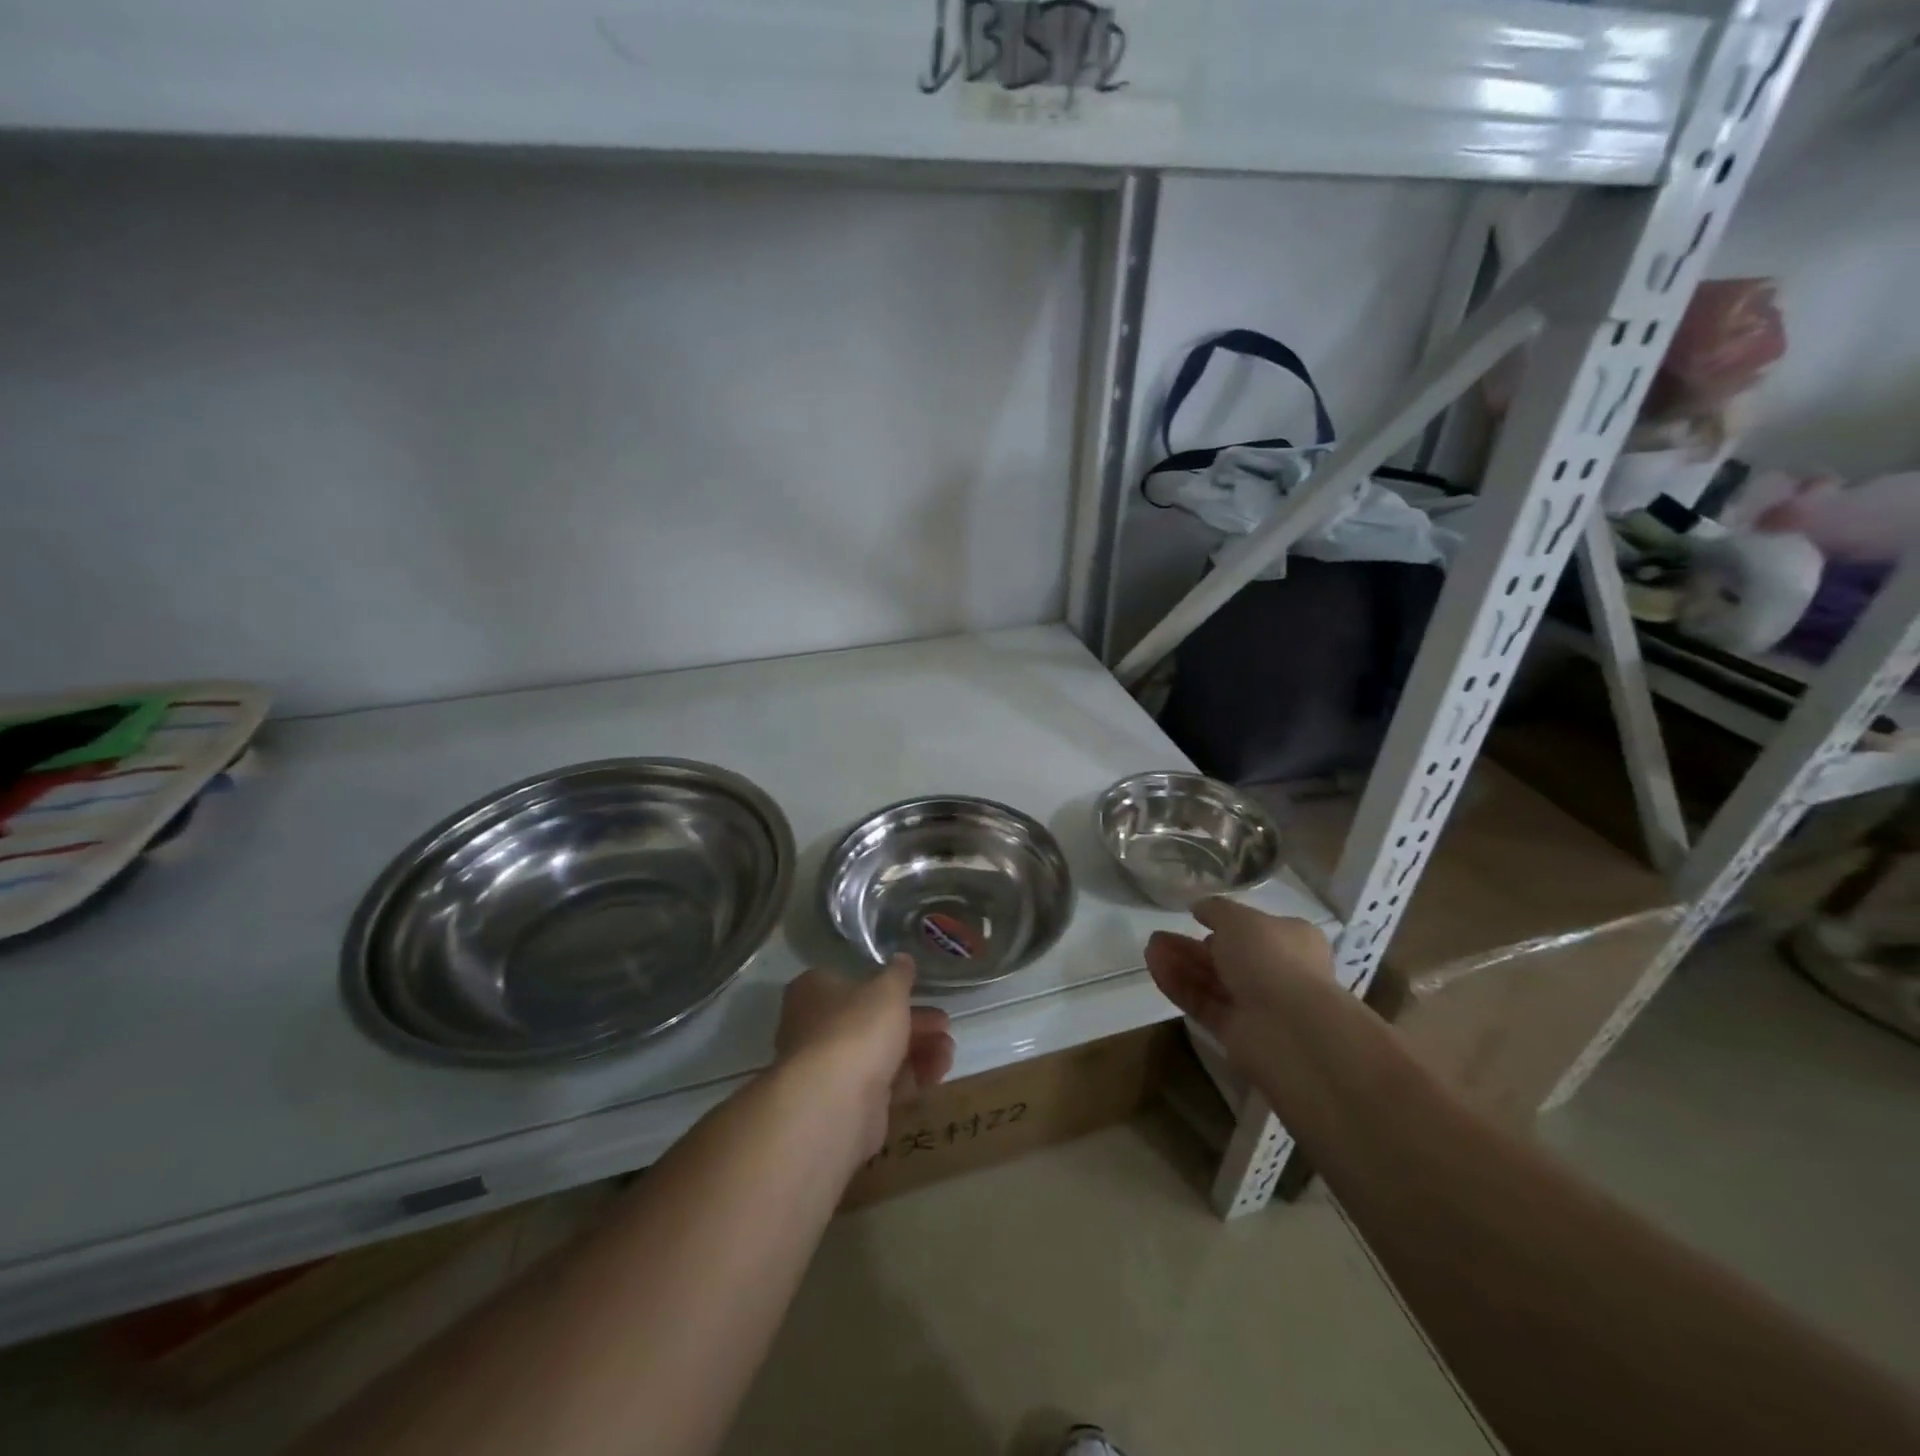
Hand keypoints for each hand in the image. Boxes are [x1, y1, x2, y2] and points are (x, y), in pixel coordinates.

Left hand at [775, 958, 955, 1159]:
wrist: (835, 1103)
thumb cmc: (857, 1028)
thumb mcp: (888, 989)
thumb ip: (899, 974)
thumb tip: (902, 958)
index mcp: (814, 991)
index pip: (850, 980)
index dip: (886, 984)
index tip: (918, 989)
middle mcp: (816, 1027)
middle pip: (871, 1019)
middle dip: (914, 1021)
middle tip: (944, 1023)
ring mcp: (830, 1068)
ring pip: (880, 1052)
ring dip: (919, 1049)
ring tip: (949, 1050)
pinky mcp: (847, 1102)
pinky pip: (884, 1082)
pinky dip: (912, 1076)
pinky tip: (939, 1072)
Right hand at [1145, 897, 1333, 1058]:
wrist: (1290, 1028)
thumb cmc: (1271, 958)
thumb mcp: (1239, 918)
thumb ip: (1216, 910)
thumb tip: (1200, 908)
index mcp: (1291, 941)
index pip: (1255, 929)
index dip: (1225, 922)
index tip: (1195, 916)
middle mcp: (1276, 972)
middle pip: (1227, 956)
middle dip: (1191, 945)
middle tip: (1159, 935)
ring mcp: (1256, 1004)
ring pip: (1211, 980)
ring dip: (1180, 963)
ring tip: (1149, 948)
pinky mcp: (1235, 1031)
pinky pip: (1202, 1003)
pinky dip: (1179, 985)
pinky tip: (1155, 967)